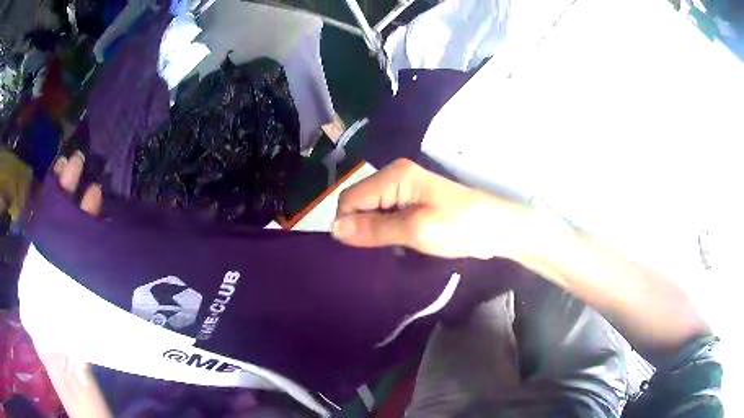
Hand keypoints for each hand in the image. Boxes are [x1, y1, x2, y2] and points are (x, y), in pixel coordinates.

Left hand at [42, 152, 111, 416]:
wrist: (88, 406)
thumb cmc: (73, 382)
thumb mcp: (55, 350)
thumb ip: (44, 314)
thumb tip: (42, 265)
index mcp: (38, 294)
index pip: (42, 237)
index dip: (53, 204)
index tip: (65, 174)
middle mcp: (49, 287)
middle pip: (55, 236)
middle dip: (65, 200)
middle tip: (79, 165)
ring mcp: (67, 295)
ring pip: (71, 248)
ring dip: (80, 218)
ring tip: (94, 188)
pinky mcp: (85, 305)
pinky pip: (85, 267)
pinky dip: (92, 246)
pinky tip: (102, 229)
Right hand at [333, 159, 529, 259]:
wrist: (496, 228)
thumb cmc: (459, 226)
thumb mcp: (414, 230)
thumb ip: (373, 228)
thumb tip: (334, 229)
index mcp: (393, 176)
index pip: (350, 199)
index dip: (348, 224)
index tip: (360, 250)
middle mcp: (394, 177)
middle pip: (359, 203)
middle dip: (362, 228)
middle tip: (378, 252)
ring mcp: (405, 190)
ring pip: (372, 212)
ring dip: (376, 232)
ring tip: (390, 251)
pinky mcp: (413, 202)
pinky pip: (387, 216)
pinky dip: (388, 232)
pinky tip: (399, 246)